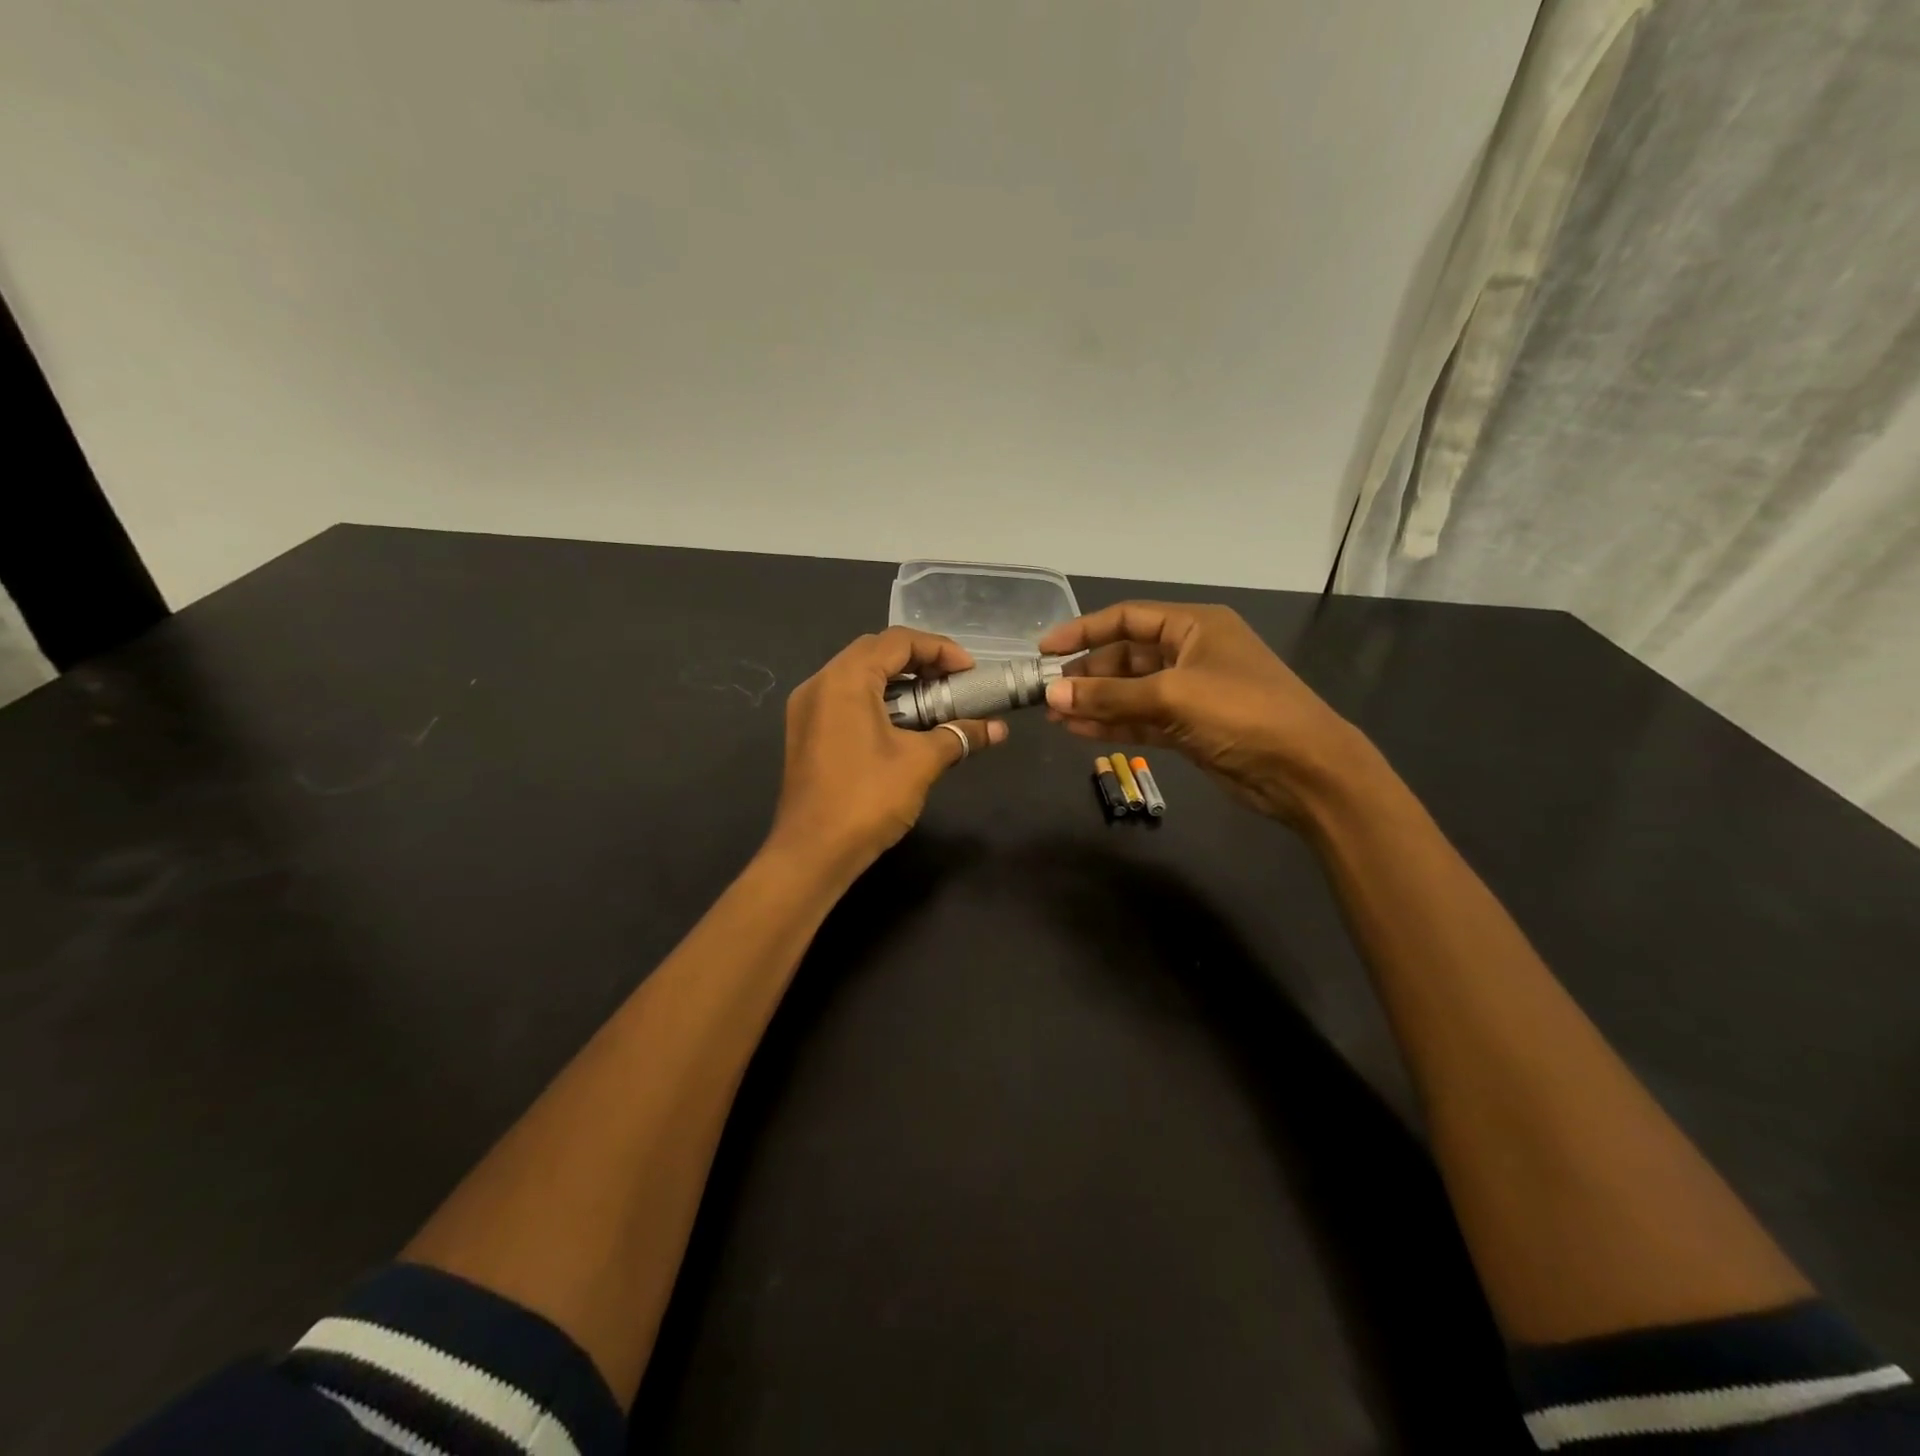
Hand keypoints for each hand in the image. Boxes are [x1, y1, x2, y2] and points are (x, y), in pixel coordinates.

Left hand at [770, 628, 1006, 875]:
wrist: (813, 853)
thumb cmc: (867, 799)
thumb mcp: (921, 762)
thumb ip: (959, 735)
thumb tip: (998, 729)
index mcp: (844, 679)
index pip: (897, 641)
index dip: (939, 649)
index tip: (969, 672)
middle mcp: (819, 683)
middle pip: (875, 652)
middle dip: (920, 662)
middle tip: (953, 683)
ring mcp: (807, 709)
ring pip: (858, 676)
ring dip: (899, 682)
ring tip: (934, 702)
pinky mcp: (806, 733)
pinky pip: (845, 699)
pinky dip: (878, 701)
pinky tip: (904, 725)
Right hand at [1038, 602, 1369, 825]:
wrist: (1304, 770)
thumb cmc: (1242, 713)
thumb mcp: (1172, 697)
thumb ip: (1109, 697)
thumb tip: (1052, 697)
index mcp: (1194, 626)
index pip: (1127, 618)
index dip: (1083, 631)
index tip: (1044, 650)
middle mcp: (1190, 653)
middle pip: (1126, 656)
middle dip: (1087, 674)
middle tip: (1046, 693)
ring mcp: (1191, 692)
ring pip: (1131, 692)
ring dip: (1095, 702)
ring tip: (1054, 716)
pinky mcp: (1190, 728)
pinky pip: (1142, 719)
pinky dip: (1113, 725)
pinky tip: (1078, 732)